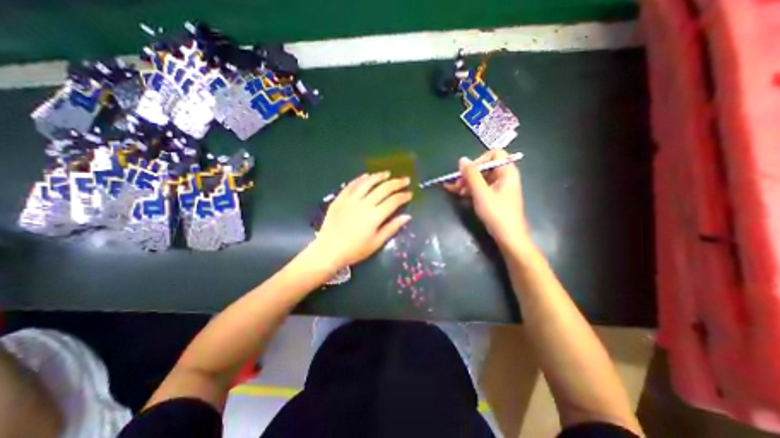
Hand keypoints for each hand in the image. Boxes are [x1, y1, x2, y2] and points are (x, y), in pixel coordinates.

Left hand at [314, 172, 412, 268]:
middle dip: (396, 183)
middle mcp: (364, 204)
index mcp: (375, 216)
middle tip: (405, 180)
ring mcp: (351, 199)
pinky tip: (367, 176)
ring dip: (379, 176)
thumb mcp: (376, 243)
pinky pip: (351, 185)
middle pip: (383, 189)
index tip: (409, 194)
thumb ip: (392, 228)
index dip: (403, 196)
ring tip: (387, 173)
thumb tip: (407, 216)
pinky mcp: (340, 198)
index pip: (393, 201)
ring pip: (367, 183)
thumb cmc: (355, 250)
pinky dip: (360, 179)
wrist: (328, 250)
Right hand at [444, 150, 536, 252]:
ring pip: (480, 179)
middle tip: (457, 184)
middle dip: (469, 174)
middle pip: (485, 167)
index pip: (494, 154)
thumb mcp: (481, 192)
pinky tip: (458, 193)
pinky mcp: (493, 197)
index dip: (479, 160)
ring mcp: (498, 188)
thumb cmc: (496, 213)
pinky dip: (470, 190)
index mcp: (507, 172)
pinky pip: (480, 188)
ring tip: (455, 191)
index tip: (467, 171)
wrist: (508, 237)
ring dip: (467, 183)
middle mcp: (504, 177)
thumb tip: (462, 159)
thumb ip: (471, 175)